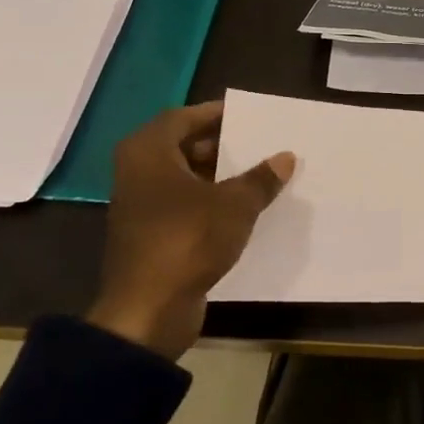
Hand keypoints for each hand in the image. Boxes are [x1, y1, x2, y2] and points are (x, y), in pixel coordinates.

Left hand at [86, 102, 294, 359]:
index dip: (215, 115)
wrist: (148, 309)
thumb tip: (286, 157)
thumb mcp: (235, 205)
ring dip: (218, 176)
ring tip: (259, 175)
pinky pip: (184, 205)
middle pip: (182, 147)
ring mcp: (141, 206)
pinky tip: (243, 209)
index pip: (182, 118)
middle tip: (259, 144)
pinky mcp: (150, 235)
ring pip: (184, 178)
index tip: (249, 116)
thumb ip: (261, 178)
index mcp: (148, 153)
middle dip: (221, 145)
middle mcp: (137, 173)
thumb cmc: (188, 240)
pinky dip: (210, 202)